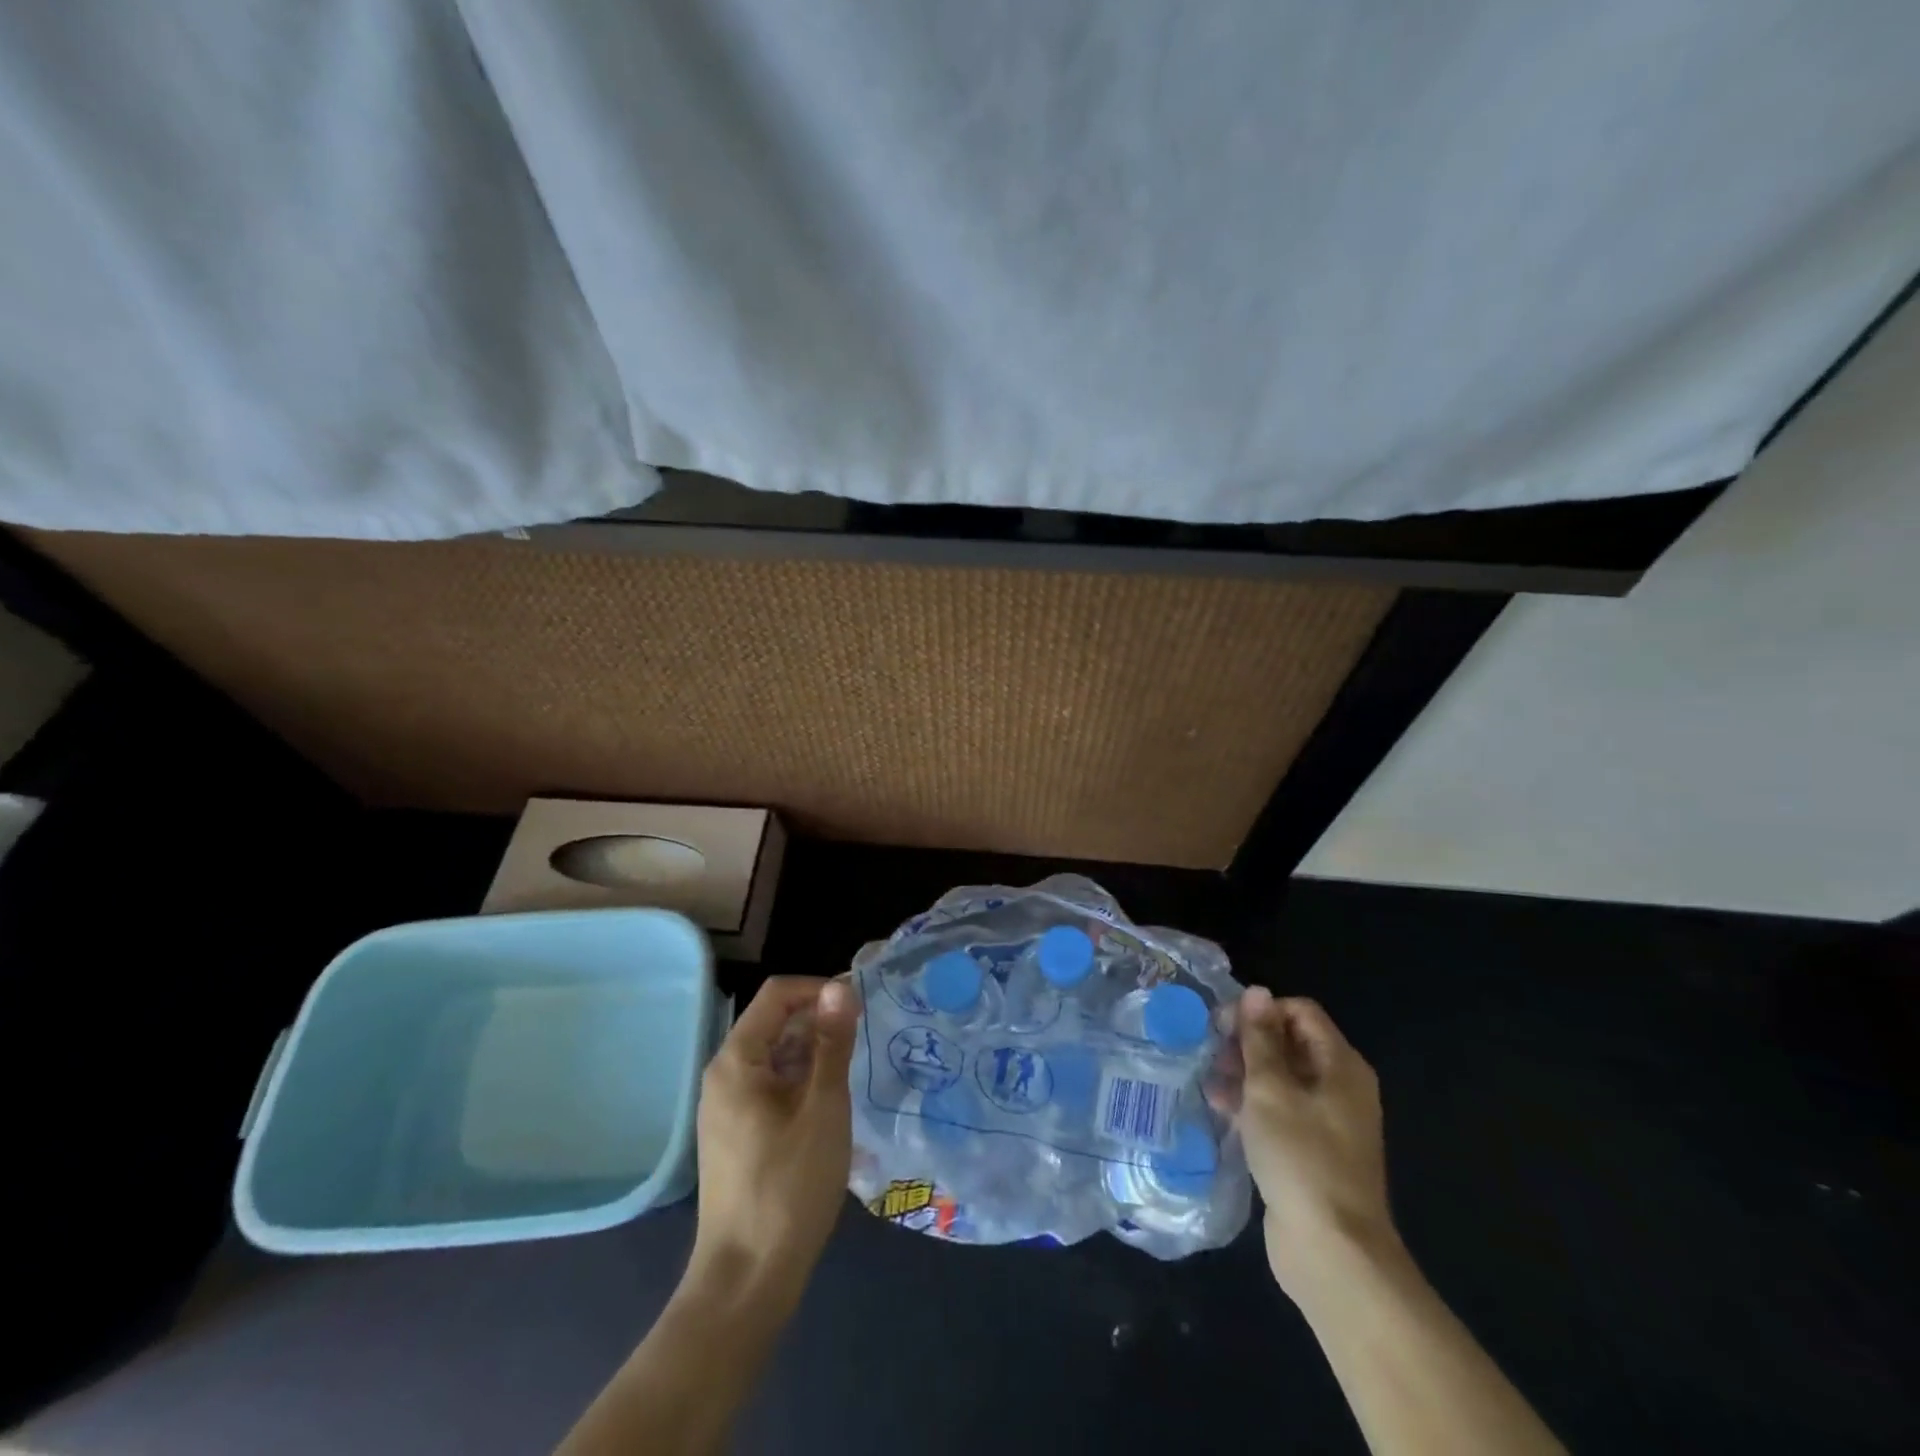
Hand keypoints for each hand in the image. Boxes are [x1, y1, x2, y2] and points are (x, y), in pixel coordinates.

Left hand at [688, 976, 859, 1303]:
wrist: (747, 1280)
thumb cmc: (789, 1187)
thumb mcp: (823, 1107)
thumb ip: (832, 1043)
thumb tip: (840, 986)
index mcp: (737, 1060)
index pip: (777, 994)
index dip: (819, 989)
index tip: (858, 1008)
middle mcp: (725, 1075)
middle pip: (775, 1023)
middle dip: (819, 1023)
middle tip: (863, 1044)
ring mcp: (727, 1107)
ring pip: (776, 1057)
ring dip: (814, 1055)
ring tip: (852, 1076)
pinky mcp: (737, 1133)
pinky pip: (771, 1087)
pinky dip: (802, 1083)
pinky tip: (830, 1108)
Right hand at [1229, 987, 1399, 1299]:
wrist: (1332, 1253)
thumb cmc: (1301, 1158)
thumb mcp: (1271, 1089)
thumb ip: (1260, 1039)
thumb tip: (1256, 991)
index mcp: (1340, 1066)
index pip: (1299, 1012)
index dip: (1260, 1011)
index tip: (1221, 1027)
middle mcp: (1339, 1087)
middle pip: (1290, 1043)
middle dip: (1247, 1044)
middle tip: (1210, 1056)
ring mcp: (1327, 1122)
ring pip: (1281, 1079)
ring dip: (1244, 1075)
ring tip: (1209, 1086)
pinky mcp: (1312, 1152)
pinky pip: (1280, 1112)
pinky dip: (1252, 1106)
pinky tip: (1222, 1112)